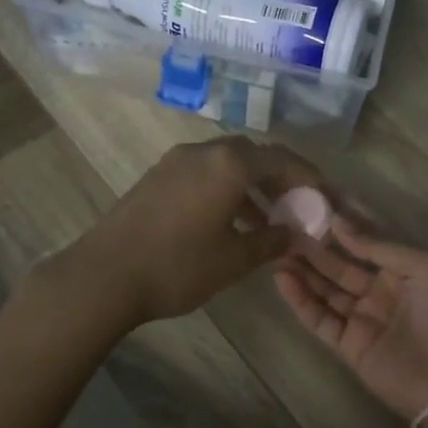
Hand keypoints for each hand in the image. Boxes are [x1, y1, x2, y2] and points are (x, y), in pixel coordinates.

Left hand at [45, 136, 320, 328]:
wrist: (105, 275)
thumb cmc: (178, 266)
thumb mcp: (234, 259)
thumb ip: (271, 241)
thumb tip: (296, 234)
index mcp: (229, 164)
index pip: (281, 158)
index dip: (307, 175)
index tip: (322, 195)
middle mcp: (203, 152)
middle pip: (252, 155)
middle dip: (278, 178)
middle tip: (294, 206)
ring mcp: (175, 162)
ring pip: (225, 164)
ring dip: (249, 186)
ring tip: (265, 222)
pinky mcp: (156, 177)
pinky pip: (202, 173)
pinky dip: (224, 190)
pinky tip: (228, 222)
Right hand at [275, 214, 427, 427]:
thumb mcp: (424, 267)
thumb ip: (379, 245)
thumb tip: (338, 220)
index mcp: (403, 267)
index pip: (366, 237)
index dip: (341, 219)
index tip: (311, 198)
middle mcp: (380, 289)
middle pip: (340, 262)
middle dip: (314, 244)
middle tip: (284, 223)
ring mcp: (363, 318)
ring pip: (325, 288)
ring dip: (302, 269)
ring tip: (275, 247)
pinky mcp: (349, 345)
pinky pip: (319, 318)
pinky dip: (300, 300)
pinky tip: (282, 278)